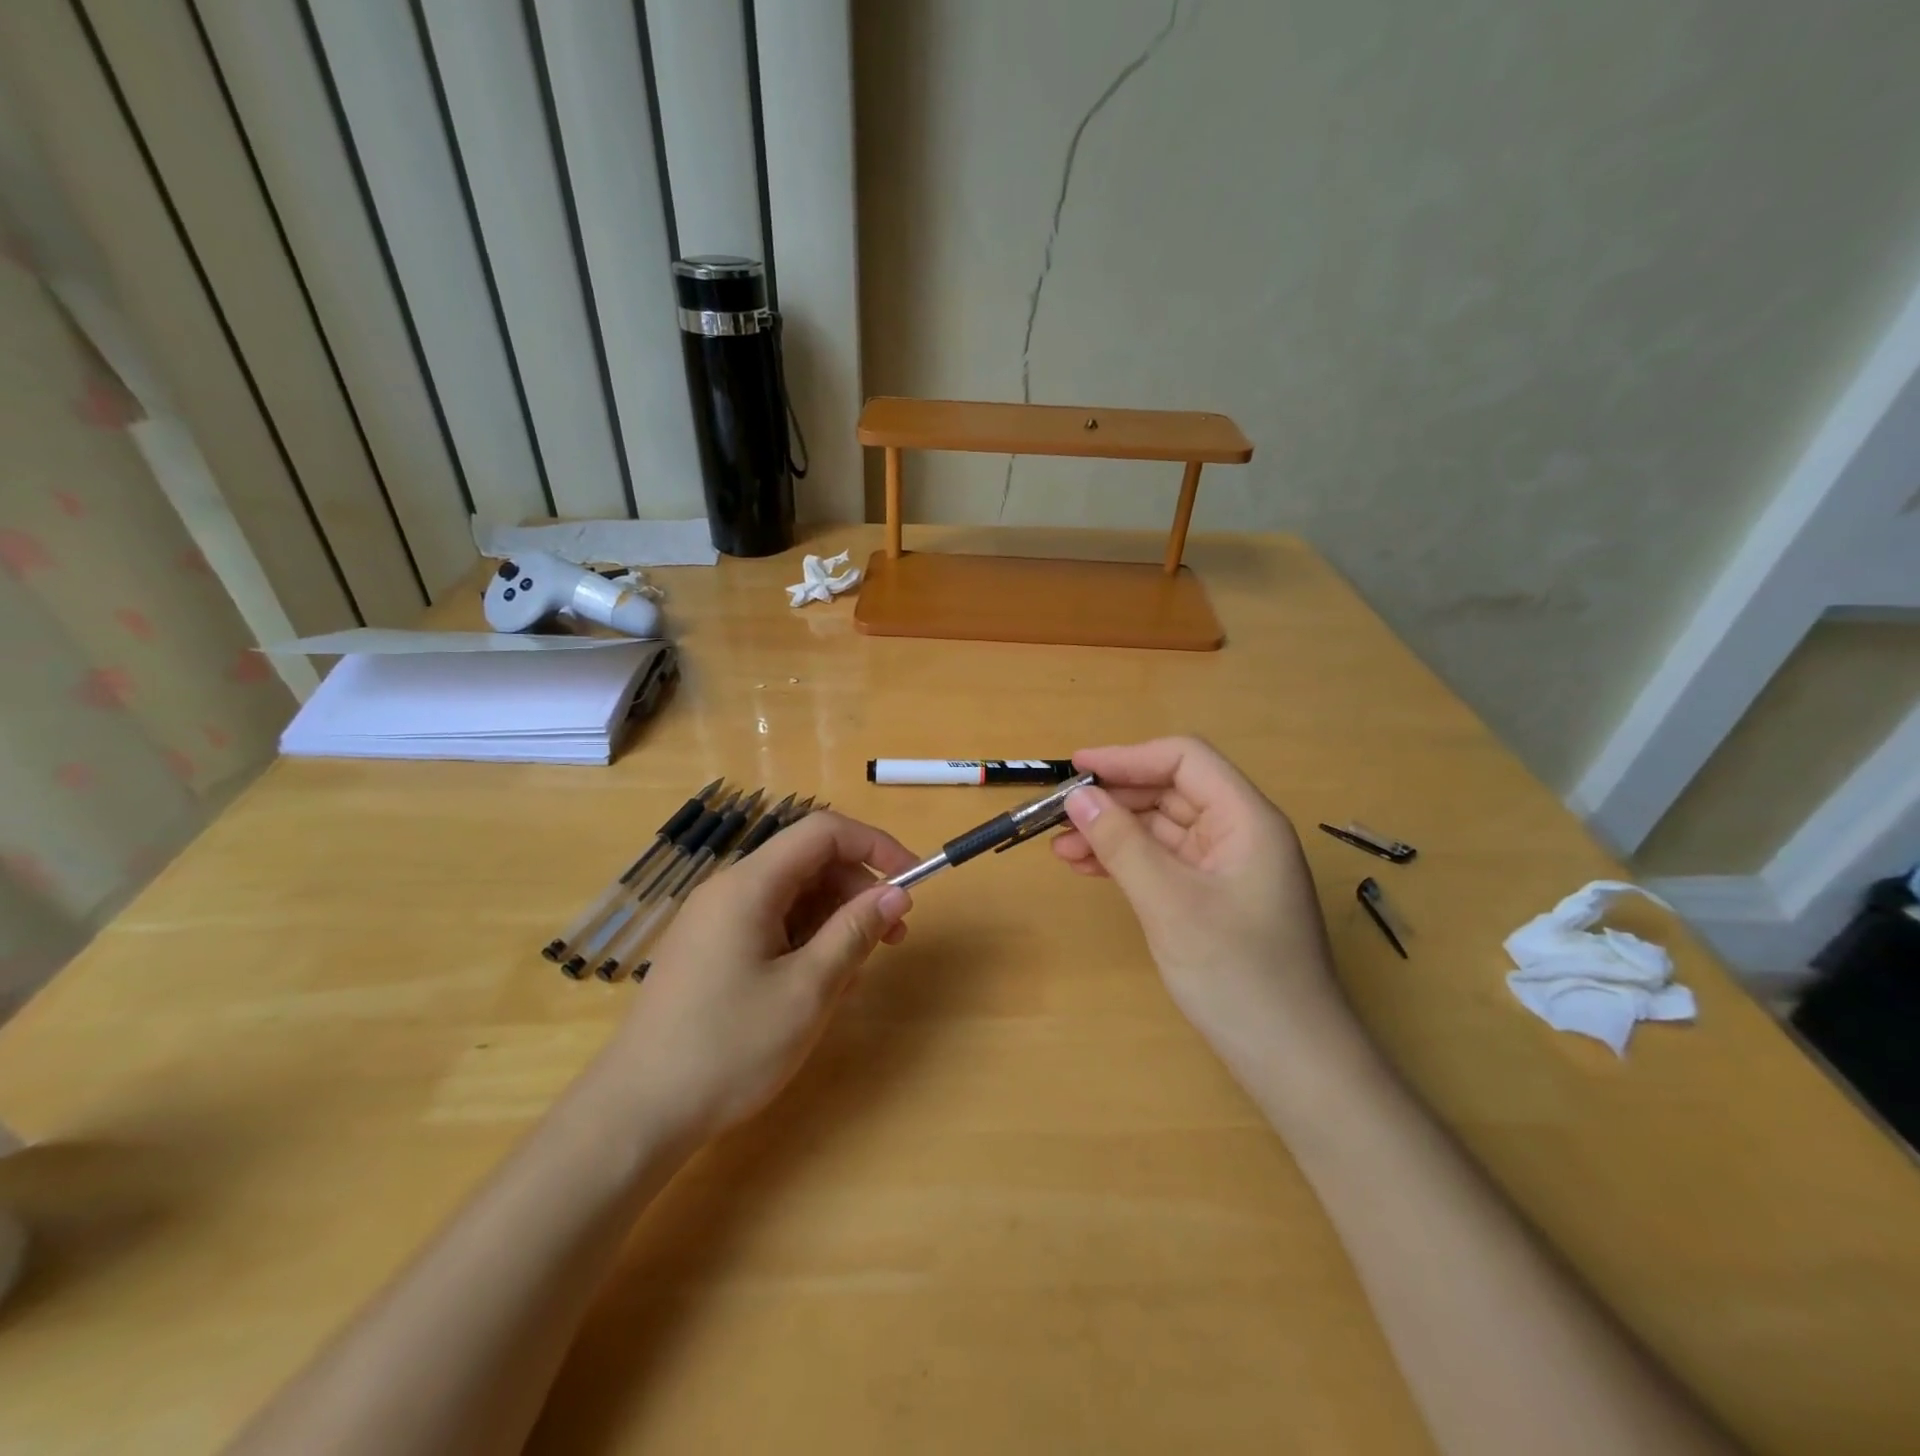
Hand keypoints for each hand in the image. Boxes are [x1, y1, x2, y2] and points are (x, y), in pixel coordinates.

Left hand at [604, 811, 916, 1139]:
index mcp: (749, 885)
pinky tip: (819, 984)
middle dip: (858, 889)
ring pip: (793, 895)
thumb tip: (896, 893)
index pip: (823, 832)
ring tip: (857, 970)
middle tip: (893, 937)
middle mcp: (729, 890)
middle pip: (809, 862)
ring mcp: (716, 920)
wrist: (639, 1114)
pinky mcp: (711, 950)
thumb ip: (855, 932)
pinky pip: (772, 924)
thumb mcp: (807, 990)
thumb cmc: (729, 1048)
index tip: (913, 879)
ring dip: (835, 919)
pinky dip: (806, 940)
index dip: (874, 845)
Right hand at [1051, 737, 1348, 1066]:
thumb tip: (1076, 795)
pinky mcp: (1214, 898)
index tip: (1076, 769)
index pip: (1185, 760)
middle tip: (1058, 813)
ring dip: (1113, 831)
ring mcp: (1227, 868)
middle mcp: (1240, 833)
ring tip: (1061, 846)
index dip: (1128, 757)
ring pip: (1162, 829)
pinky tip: (1088, 867)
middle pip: (1171, 792)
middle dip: (1114, 798)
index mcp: (1246, 819)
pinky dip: (1127, 860)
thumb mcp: (1169, 903)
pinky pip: (1165, 862)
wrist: (1292, 1061)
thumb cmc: (1237, 974)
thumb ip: (1121, 843)